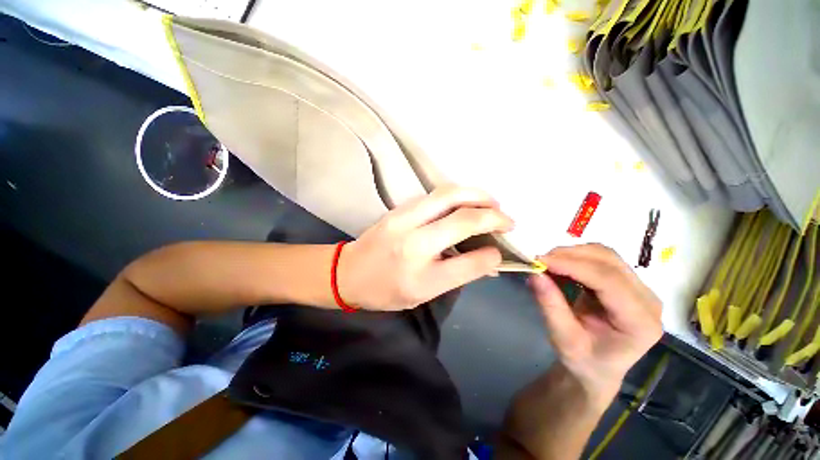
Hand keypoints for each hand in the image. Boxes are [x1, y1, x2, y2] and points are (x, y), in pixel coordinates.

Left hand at [338, 186, 513, 309]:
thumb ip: (458, 275)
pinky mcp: (399, 207)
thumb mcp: (423, 294)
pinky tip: (467, 202)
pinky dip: (458, 195)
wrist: (347, 272)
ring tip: (492, 205)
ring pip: (448, 195)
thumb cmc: (385, 290)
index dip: (492, 255)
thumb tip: (489, 259)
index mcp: (420, 274)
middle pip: (462, 217)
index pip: (469, 261)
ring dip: (477, 196)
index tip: (500, 251)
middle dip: (493, 214)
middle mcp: (413, 241)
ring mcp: (404, 218)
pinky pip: (435, 195)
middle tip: (507, 219)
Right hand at [529, 244, 661, 406]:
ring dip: (573, 254)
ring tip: (548, 265)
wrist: (599, 368)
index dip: (572, 266)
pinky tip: (560, 267)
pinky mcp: (627, 282)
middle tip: (540, 262)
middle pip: (609, 262)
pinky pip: (601, 259)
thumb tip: (535, 273)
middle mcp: (647, 300)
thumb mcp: (563, 339)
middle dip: (570, 256)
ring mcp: (640, 288)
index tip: (540, 261)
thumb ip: (550, 306)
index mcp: (640, 322)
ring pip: (605, 255)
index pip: (608, 281)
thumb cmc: (584, 361)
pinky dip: (576, 257)